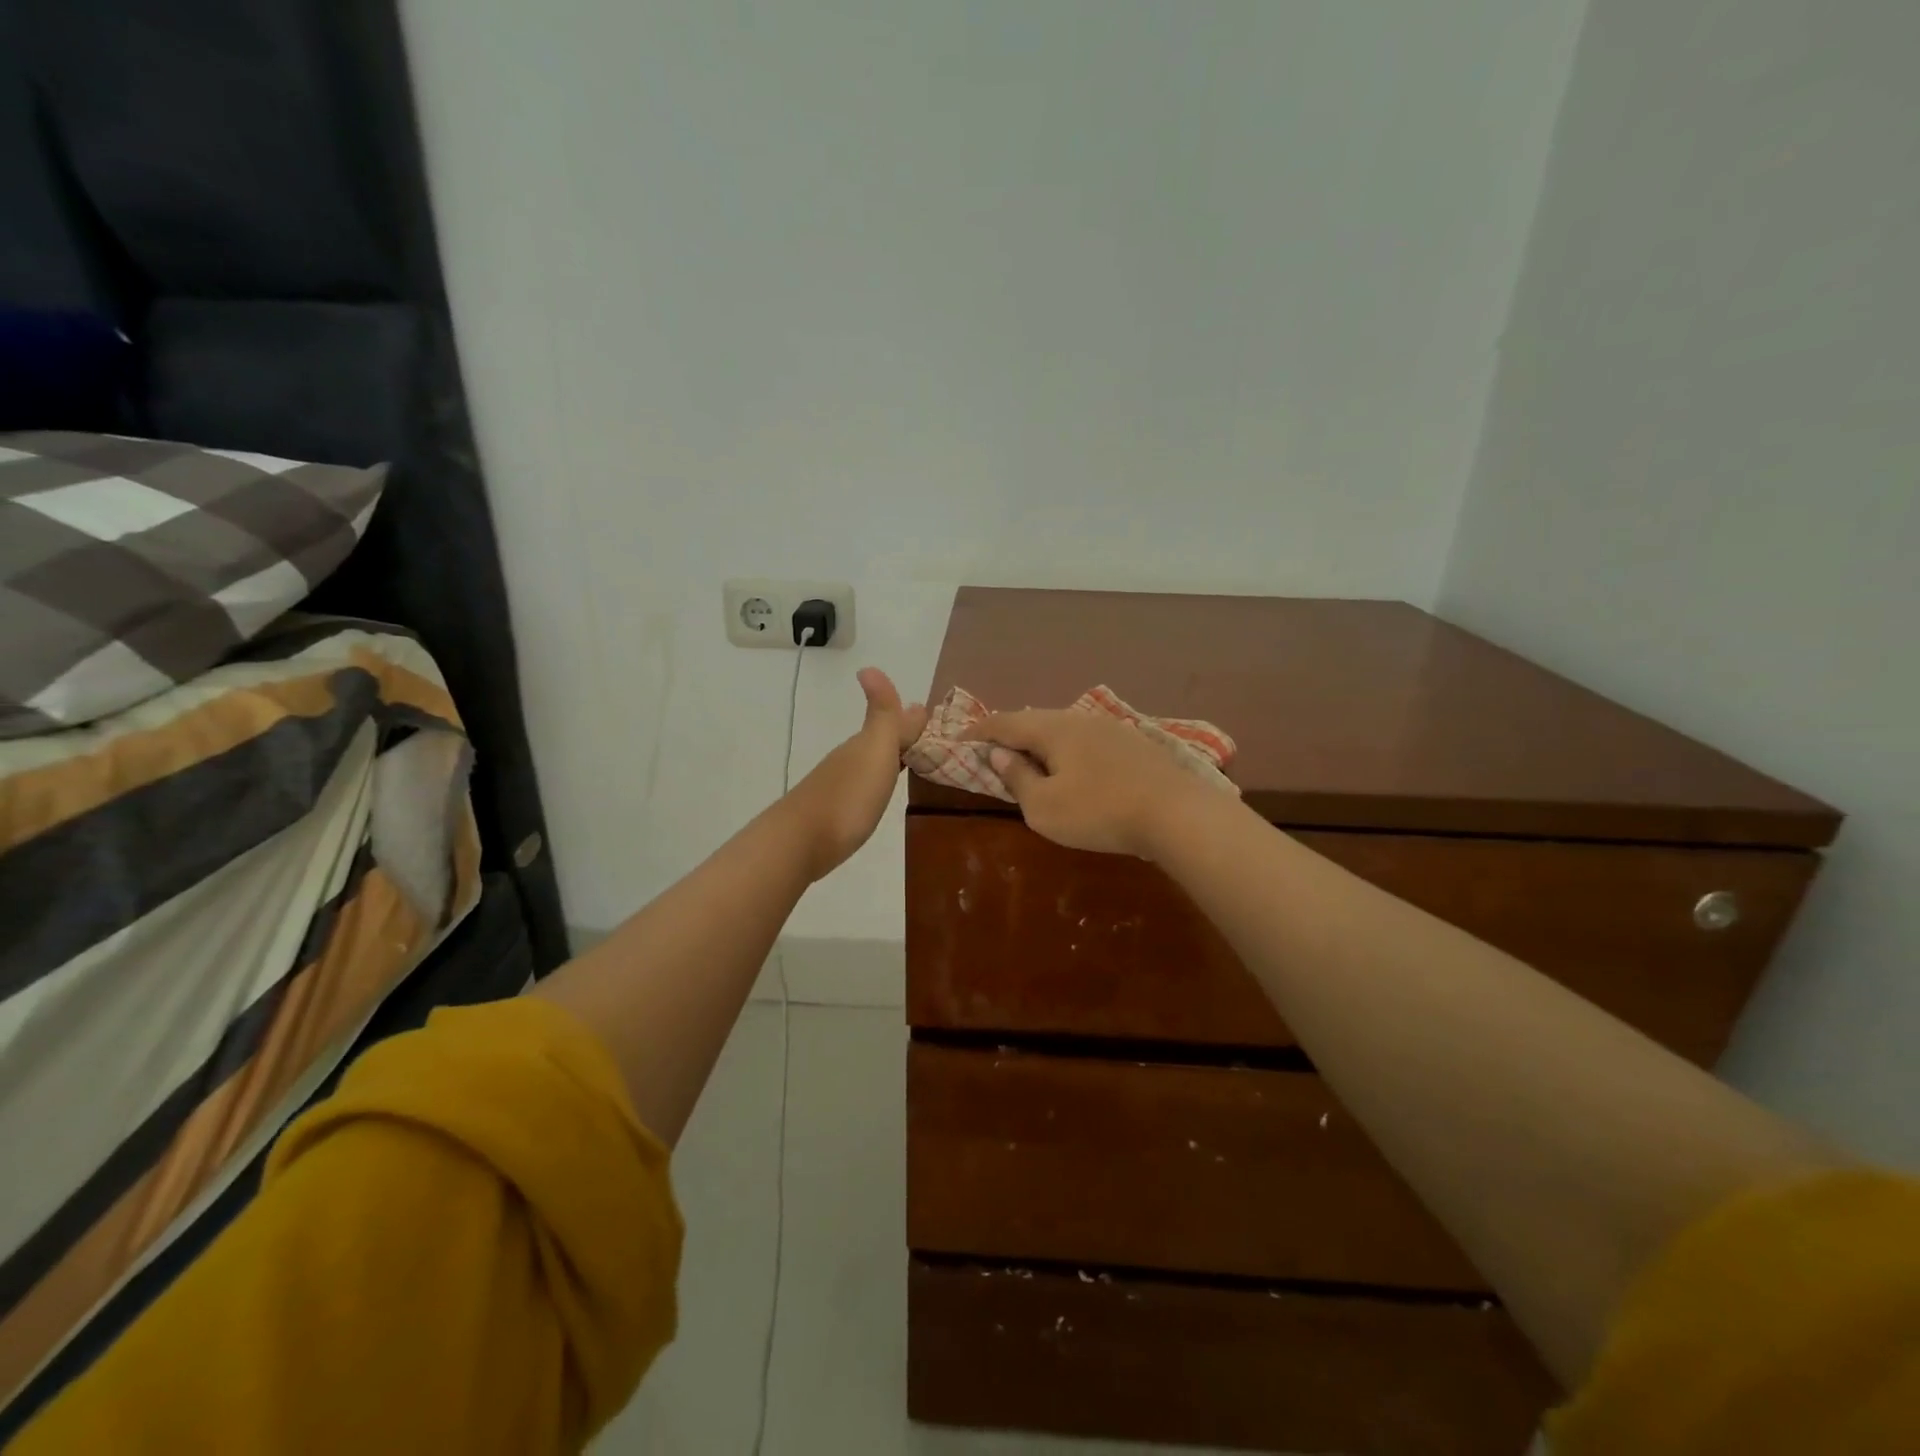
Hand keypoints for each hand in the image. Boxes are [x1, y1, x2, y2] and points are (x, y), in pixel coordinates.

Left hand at [784, 668, 927, 879]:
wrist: (799, 844)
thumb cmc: (847, 798)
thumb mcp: (873, 751)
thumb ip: (881, 715)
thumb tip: (871, 668)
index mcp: (863, 745)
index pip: (892, 724)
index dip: (910, 722)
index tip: (934, 722)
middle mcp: (849, 761)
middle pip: (880, 743)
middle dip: (903, 740)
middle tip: (931, 744)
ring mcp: (839, 788)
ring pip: (871, 766)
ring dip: (890, 762)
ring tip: (913, 767)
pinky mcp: (834, 815)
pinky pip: (864, 789)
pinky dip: (877, 785)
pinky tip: (880, 795)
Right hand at [963, 708, 1212, 858]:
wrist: (1177, 814)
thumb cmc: (1100, 812)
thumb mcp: (1044, 807)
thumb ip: (1017, 778)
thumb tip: (1000, 755)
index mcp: (1051, 729)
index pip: (1003, 722)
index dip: (977, 732)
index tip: (956, 740)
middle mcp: (1079, 719)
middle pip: (1033, 720)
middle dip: (1008, 734)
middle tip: (991, 751)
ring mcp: (1110, 728)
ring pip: (1062, 729)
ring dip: (1039, 742)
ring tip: (1028, 760)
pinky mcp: (1132, 744)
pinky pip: (1085, 740)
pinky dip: (1066, 751)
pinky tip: (1072, 767)